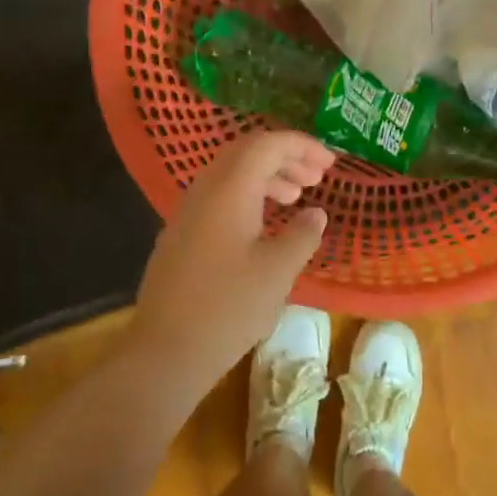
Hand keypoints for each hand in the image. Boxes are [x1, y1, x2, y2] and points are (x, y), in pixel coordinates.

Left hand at [128, 130, 333, 383]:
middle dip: (285, 157)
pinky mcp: (181, 235)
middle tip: (317, 177)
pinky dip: (247, 196)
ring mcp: (187, 212)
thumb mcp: (278, 271)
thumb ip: (302, 235)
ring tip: (296, 197)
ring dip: (266, 177)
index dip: (302, 146)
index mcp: (229, 190)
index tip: (330, 162)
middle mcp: (204, 191)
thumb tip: (316, 213)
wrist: (166, 350)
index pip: (267, 145)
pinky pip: (218, 197)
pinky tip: (264, 224)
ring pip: (230, 175)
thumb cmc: (228, 308)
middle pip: (246, 153)